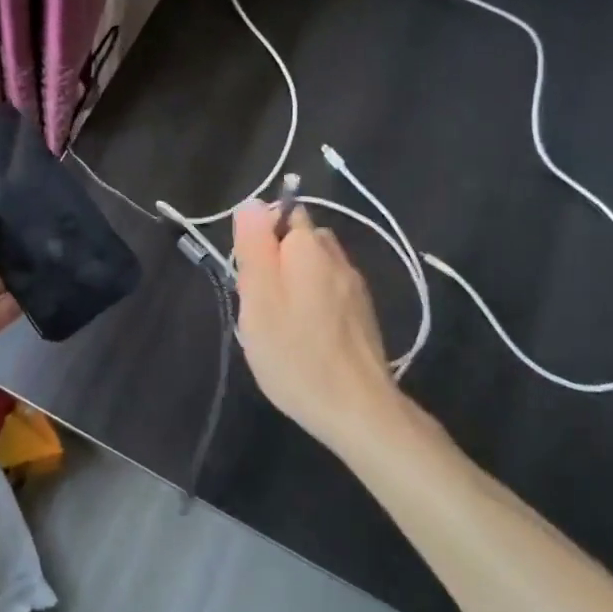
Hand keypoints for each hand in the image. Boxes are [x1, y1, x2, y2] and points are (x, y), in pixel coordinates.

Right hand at [232, 201, 406, 453]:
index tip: (249, 276)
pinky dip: (313, 301)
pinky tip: (305, 335)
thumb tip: (251, 202)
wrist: (358, 409)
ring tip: (279, 322)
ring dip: (295, 281)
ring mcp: (355, 285)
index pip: (281, 214)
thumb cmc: (295, 353)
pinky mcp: (364, 313)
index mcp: (308, 247)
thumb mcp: (258, 298)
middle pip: (299, 239)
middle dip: (276, 258)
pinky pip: (330, 290)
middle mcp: (336, 257)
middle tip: (259, 302)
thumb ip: (254, 246)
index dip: (259, 239)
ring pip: (315, 265)